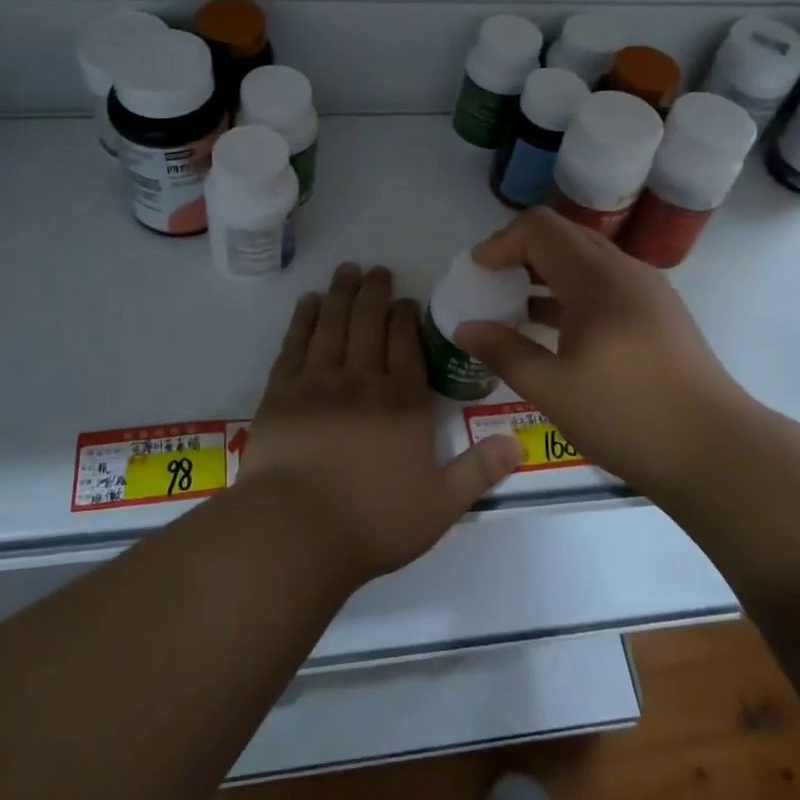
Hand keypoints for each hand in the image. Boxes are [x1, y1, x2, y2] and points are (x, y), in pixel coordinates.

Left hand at [239, 262, 522, 585]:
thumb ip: (478, 471)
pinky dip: (303, 319)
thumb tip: (518, 444)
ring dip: (341, 294)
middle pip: (369, 324)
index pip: (407, 346)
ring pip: (333, 324)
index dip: (406, 319)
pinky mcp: (281, 392)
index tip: (405, 299)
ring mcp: (318, 382)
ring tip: (346, 270)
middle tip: (376, 270)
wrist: (296, 529)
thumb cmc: (373, 522)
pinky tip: (309, 302)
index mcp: (403, 403)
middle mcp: (363, 381)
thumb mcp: (440, 505)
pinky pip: (295, 343)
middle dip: (374, 293)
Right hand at [454, 209, 754, 499]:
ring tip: (515, 307)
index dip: (500, 242)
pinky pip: (606, 284)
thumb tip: (464, 328)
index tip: (476, 273)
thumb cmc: (628, 416)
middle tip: (490, 285)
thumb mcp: (553, 389)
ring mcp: (648, 291)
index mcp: (596, 279)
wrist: (718, 452)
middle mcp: (624, 271)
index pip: (539, 228)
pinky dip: (573, 292)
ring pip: (587, 260)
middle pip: (564, 236)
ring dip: (547, 273)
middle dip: (520, 253)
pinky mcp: (660, 314)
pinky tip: (557, 330)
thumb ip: (504, 352)